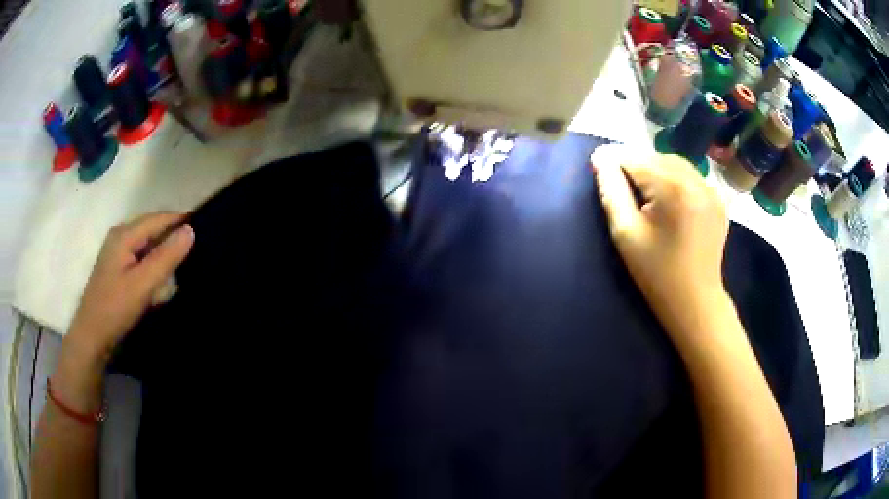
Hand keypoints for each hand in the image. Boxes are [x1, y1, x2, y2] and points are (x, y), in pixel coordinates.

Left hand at [67, 212, 194, 363]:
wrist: (92, 338)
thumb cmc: (114, 309)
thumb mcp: (143, 284)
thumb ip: (166, 257)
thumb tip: (190, 230)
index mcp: (125, 234)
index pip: (159, 218)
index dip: (182, 221)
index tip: (207, 230)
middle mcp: (121, 236)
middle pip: (153, 228)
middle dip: (174, 236)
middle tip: (201, 250)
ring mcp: (118, 253)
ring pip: (149, 244)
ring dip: (166, 252)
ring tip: (189, 263)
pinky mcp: (119, 269)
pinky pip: (143, 258)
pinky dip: (156, 264)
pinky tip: (166, 278)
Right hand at [593, 153, 729, 346]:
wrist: (696, 302)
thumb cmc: (657, 274)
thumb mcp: (626, 234)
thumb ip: (611, 191)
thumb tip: (600, 158)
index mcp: (673, 188)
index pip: (634, 159)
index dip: (615, 165)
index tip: (604, 179)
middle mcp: (696, 180)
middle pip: (655, 157)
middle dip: (636, 167)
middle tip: (626, 193)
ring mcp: (711, 189)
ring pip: (674, 163)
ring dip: (656, 171)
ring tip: (647, 197)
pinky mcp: (718, 199)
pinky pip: (690, 177)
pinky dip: (675, 180)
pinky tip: (670, 202)